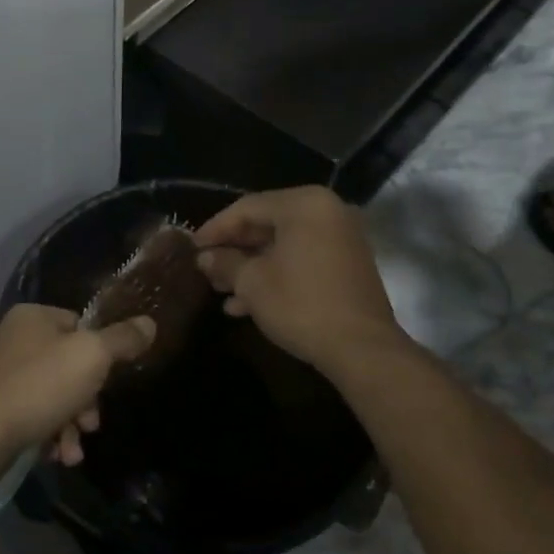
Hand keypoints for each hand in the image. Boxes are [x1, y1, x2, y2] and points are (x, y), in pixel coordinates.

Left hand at [0, 304, 154, 465]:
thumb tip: (149, 323)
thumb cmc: (39, 386)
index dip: (100, 354)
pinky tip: (55, 456)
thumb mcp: (91, 357)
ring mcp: (0, 374)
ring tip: (72, 452)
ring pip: (53, 395)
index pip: (80, 325)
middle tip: (90, 424)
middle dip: (86, 400)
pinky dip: (48, 434)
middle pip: (68, 364)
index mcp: (33, 316)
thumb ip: (122, 340)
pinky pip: (32, 415)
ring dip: (70, 424)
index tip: (108, 381)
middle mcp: (13, 338)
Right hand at [194, 187, 407, 376]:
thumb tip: (204, 257)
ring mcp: (341, 239)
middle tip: (206, 268)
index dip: (215, 228)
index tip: (192, 247)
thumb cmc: (301, 304)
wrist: (362, 349)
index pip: (247, 207)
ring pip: (283, 246)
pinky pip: (302, 260)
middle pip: (266, 224)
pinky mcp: (347, 266)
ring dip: (251, 267)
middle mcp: (327, 212)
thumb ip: (225, 263)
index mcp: (304, 205)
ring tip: (221, 290)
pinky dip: (276, 275)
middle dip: (234, 250)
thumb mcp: (252, 283)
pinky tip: (245, 304)